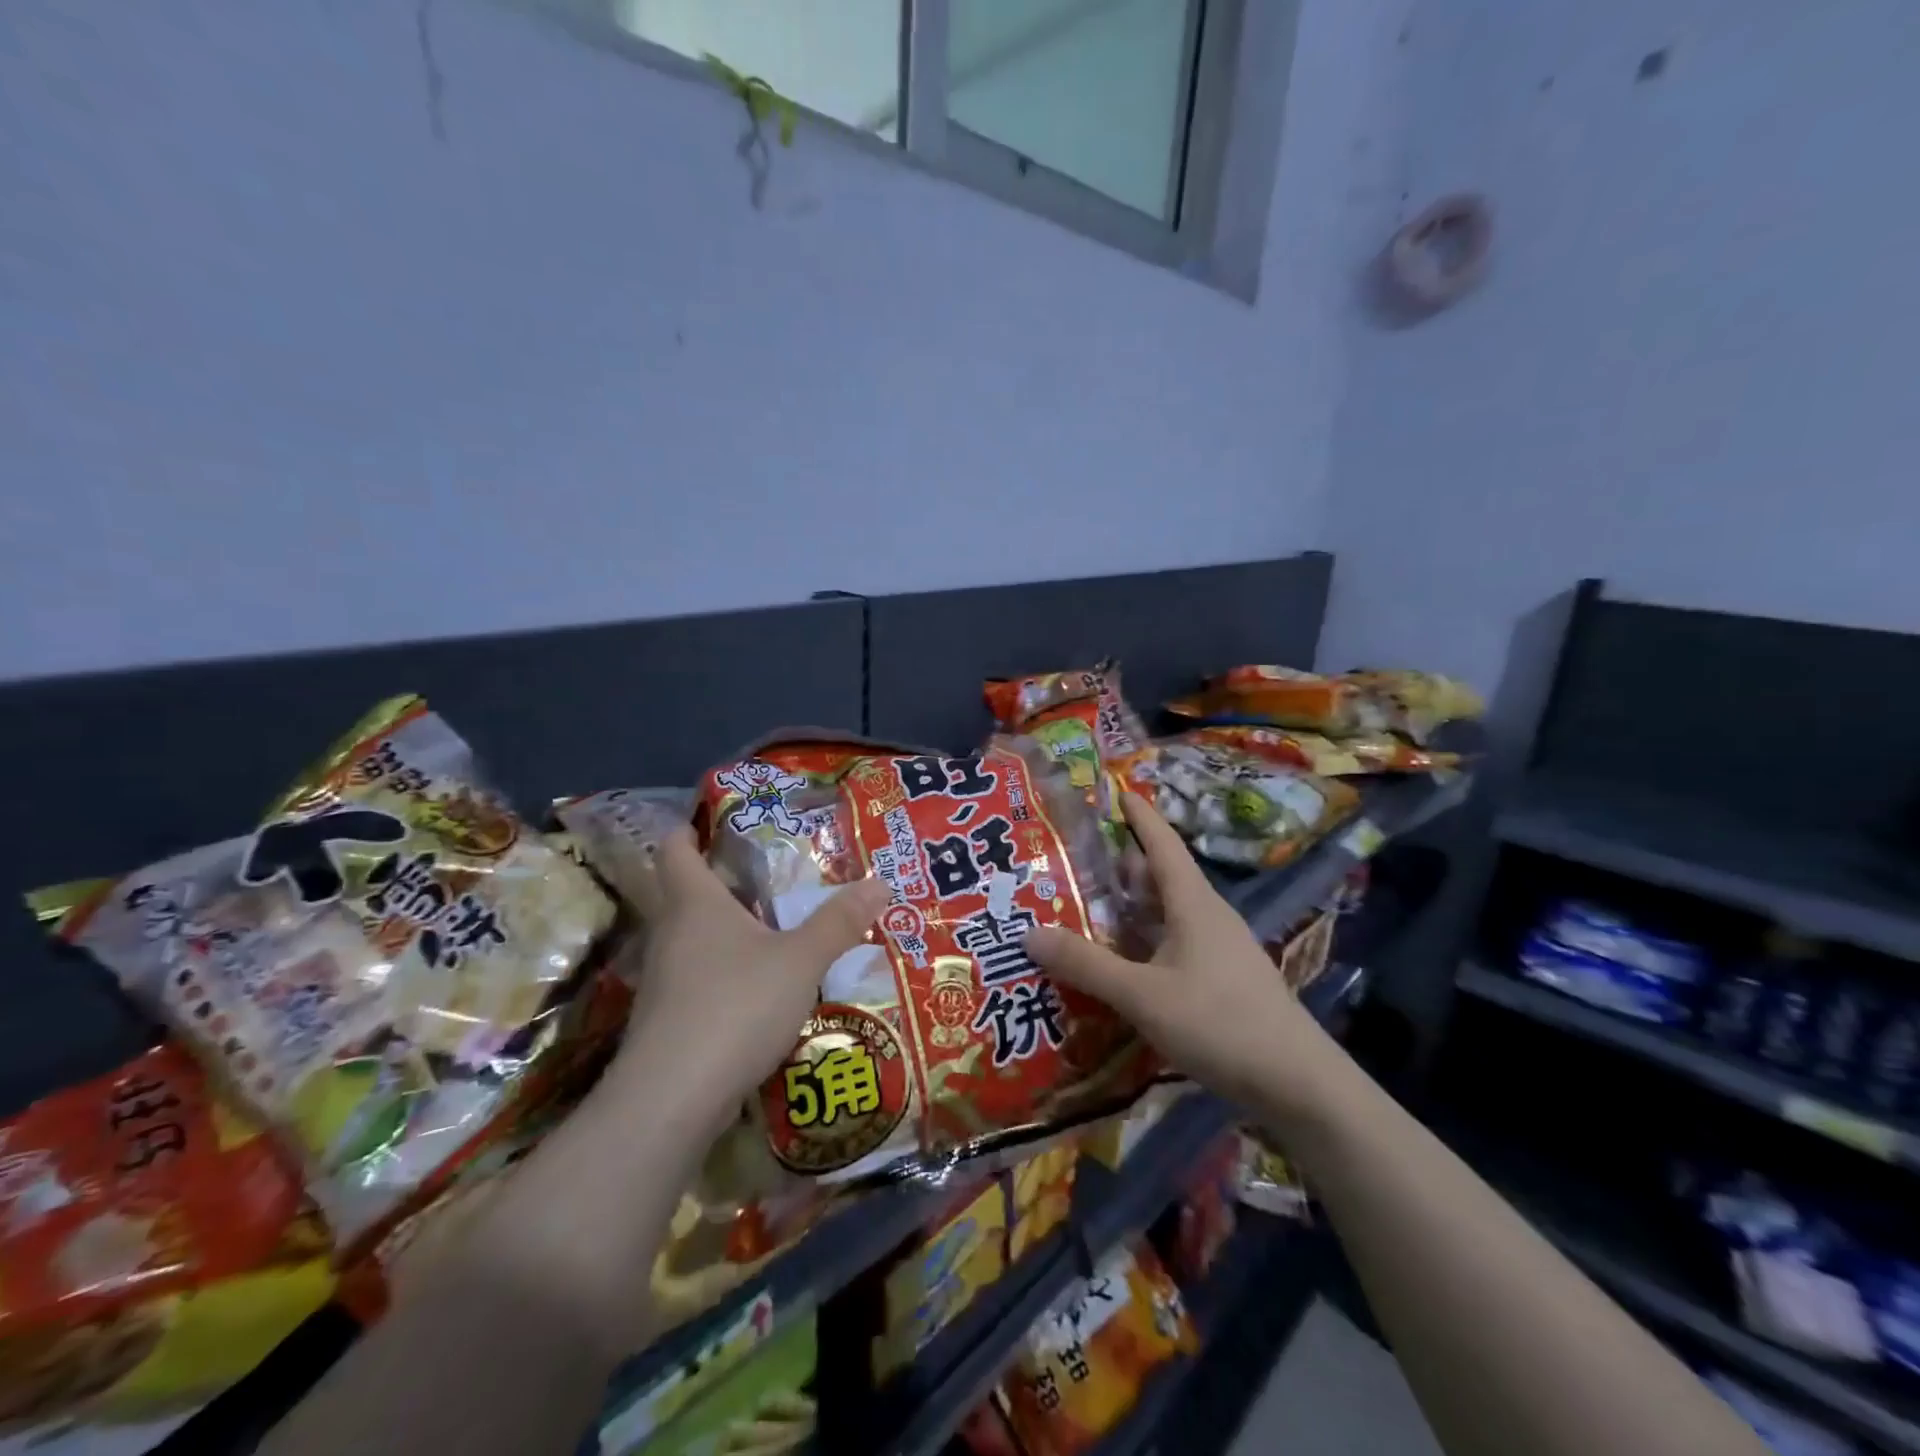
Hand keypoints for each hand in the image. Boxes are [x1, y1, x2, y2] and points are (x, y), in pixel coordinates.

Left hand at [607, 828, 889, 1132]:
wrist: (671, 1100)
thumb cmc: (735, 1006)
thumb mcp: (800, 960)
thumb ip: (839, 922)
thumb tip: (880, 882)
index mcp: (694, 903)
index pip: (675, 848)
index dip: (690, 828)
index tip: (717, 820)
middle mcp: (671, 933)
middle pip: (688, 893)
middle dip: (725, 881)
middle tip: (772, 875)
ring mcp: (664, 980)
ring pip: (695, 938)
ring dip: (729, 929)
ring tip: (775, 927)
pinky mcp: (668, 1020)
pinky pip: (699, 978)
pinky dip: (726, 971)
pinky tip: (760, 986)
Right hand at [1023, 794, 1340, 1116]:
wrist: (1298, 1084)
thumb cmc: (1220, 1023)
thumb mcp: (1143, 995)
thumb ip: (1086, 965)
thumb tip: (1028, 933)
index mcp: (1193, 903)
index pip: (1161, 843)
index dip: (1138, 815)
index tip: (1115, 789)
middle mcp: (1207, 916)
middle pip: (1160, 877)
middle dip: (1120, 865)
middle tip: (1073, 860)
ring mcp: (1218, 949)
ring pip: (1166, 913)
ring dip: (1130, 908)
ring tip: (1086, 907)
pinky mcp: (1222, 979)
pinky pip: (1173, 944)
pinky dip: (1143, 941)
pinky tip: (1120, 962)